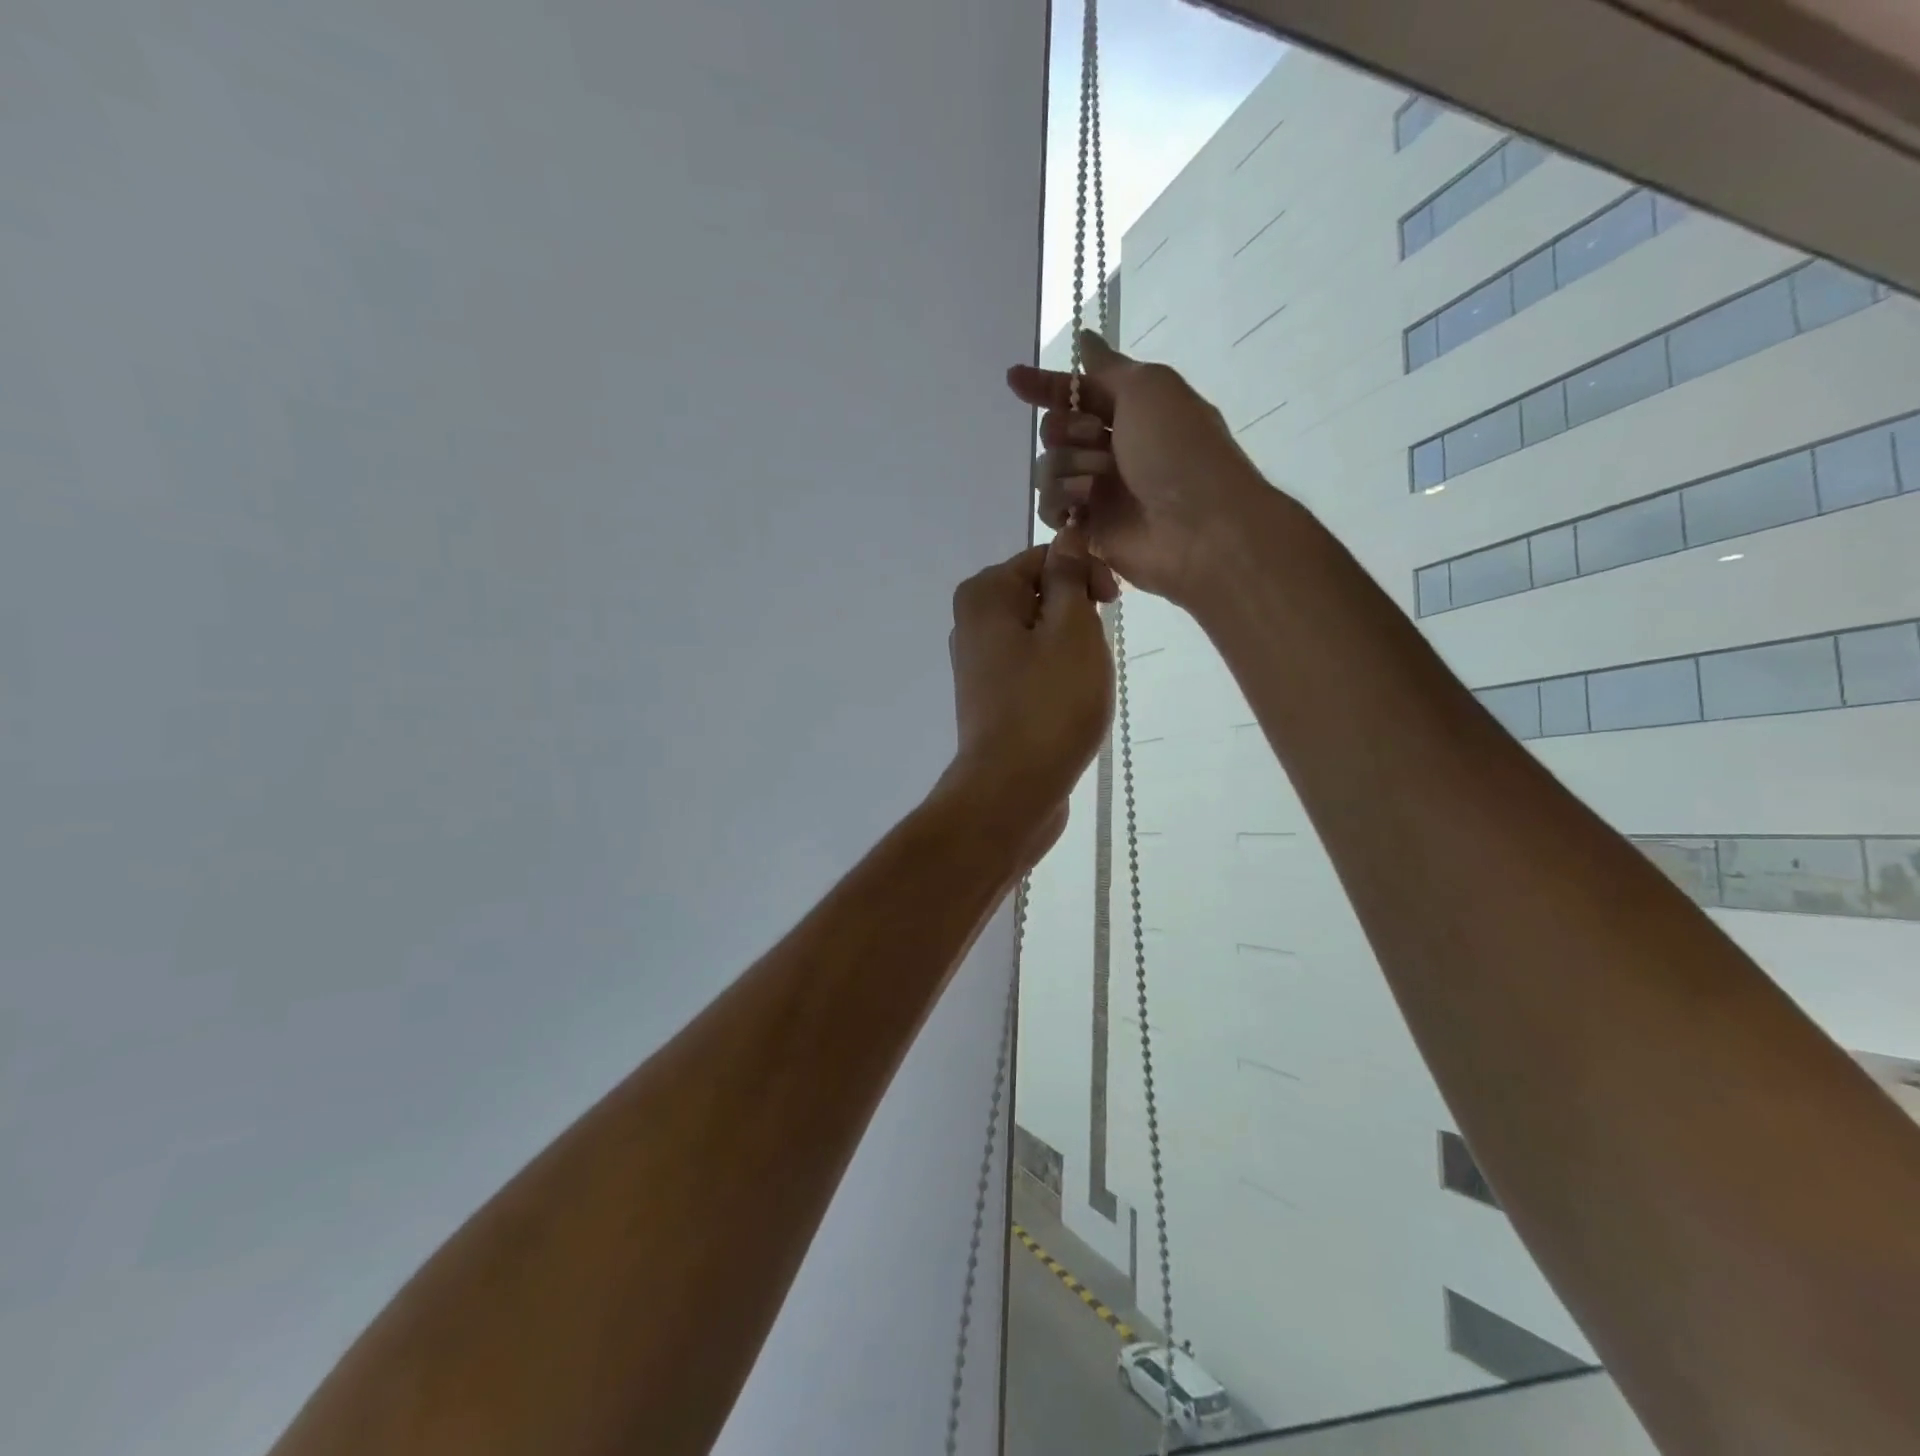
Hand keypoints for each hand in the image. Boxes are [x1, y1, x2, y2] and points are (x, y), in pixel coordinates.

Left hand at [938, 531, 1115, 864]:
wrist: (1012, 790)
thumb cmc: (1048, 703)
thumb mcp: (1071, 629)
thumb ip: (1070, 576)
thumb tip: (1069, 531)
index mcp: (983, 594)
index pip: (1045, 557)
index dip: (1086, 572)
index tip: (1113, 604)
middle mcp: (971, 622)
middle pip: (1039, 594)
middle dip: (1078, 612)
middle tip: (1099, 648)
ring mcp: (978, 664)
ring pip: (1039, 634)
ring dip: (1071, 647)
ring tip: (1084, 681)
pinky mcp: (991, 698)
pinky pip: (1031, 668)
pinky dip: (1055, 675)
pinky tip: (1070, 701)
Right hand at [1008, 331, 1269, 604]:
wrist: (1198, 526)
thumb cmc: (1179, 449)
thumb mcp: (1149, 388)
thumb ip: (1108, 367)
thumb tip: (1085, 339)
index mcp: (1131, 411)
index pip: (1077, 392)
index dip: (1046, 385)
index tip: (1014, 379)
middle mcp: (1112, 448)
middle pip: (1055, 430)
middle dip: (1066, 430)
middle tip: (1095, 437)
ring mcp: (1098, 491)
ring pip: (1048, 468)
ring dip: (1068, 467)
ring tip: (1098, 482)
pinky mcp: (1087, 528)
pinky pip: (1050, 508)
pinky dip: (1061, 502)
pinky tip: (1082, 506)